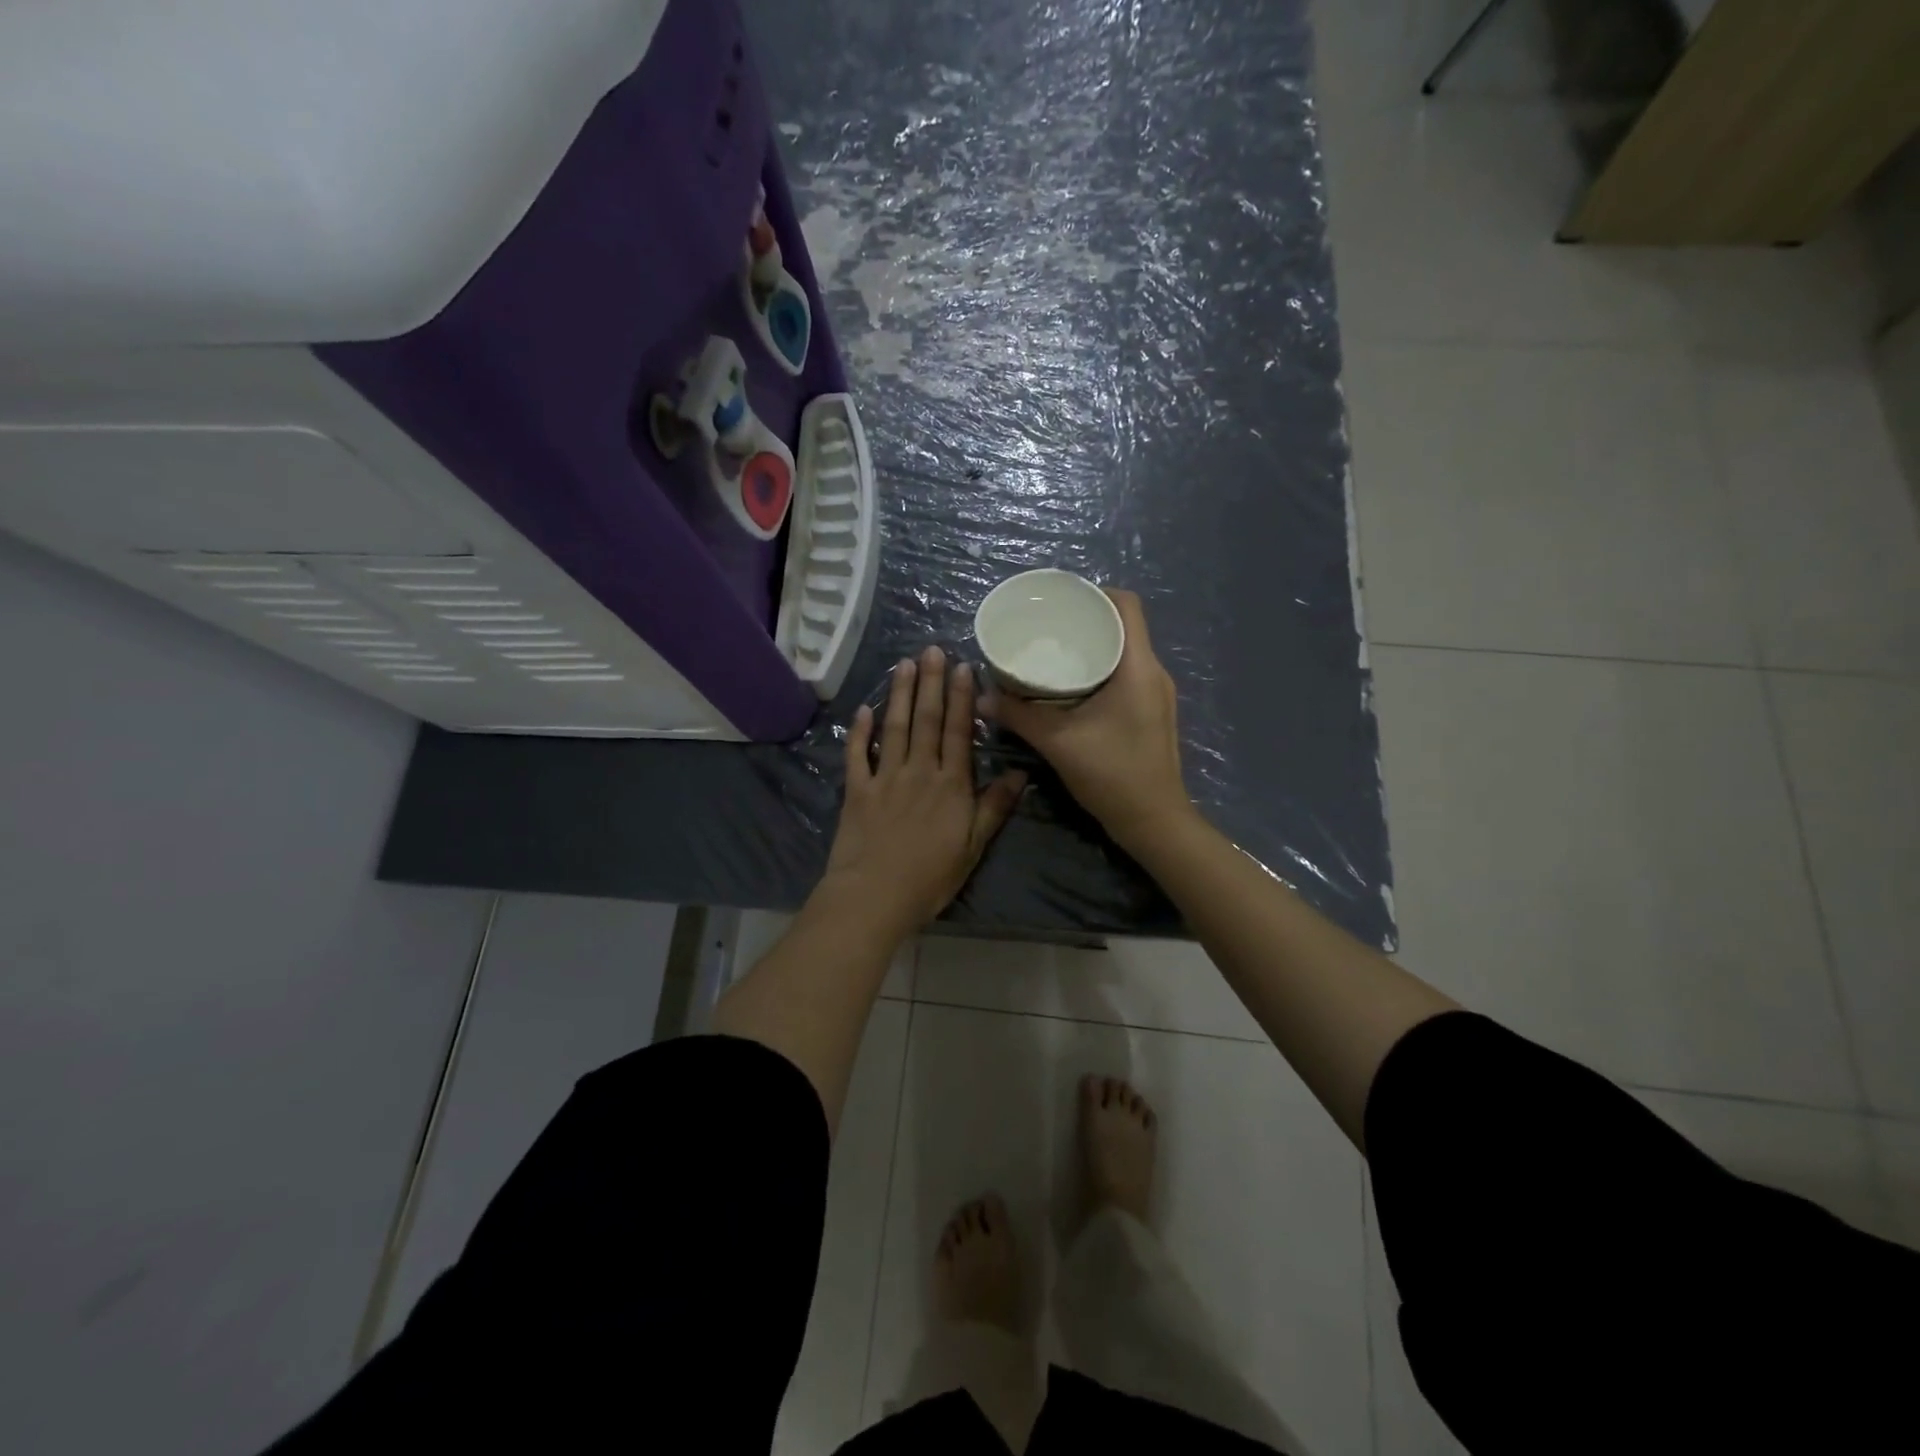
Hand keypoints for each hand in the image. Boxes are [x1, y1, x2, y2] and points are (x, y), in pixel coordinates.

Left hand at [822, 645, 1026, 937]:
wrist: (875, 896)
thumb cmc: (930, 877)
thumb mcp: (974, 847)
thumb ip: (994, 807)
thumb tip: (1021, 774)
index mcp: (951, 785)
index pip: (957, 732)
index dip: (961, 698)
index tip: (963, 667)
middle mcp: (919, 772)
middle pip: (926, 720)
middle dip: (930, 682)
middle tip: (932, 649)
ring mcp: (885, 778)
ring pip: (894, 727)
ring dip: (900, 694)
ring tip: (904, 663)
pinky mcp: (857, 790)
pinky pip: (858, 754)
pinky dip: (860, 731)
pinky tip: (864, 708)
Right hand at [985, 590, 1191, 850]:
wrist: (1153, 821)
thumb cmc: (1112, 774)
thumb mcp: (1058, 742)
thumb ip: (1019, 716)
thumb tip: (981, 698)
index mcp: (1138, 667)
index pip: (1127, 605)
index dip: (1095, 593)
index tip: (1061, 600)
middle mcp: (1153, 672)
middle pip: (1123, 626)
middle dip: (1086, 620)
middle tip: (1047, 625)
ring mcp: (1156, 694)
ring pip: (1124, 652)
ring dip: (1093, 646)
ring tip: (1054, 651)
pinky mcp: (1152, 712)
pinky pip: (1126, 674)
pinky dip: (1100, 669)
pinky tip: (1071, 685)